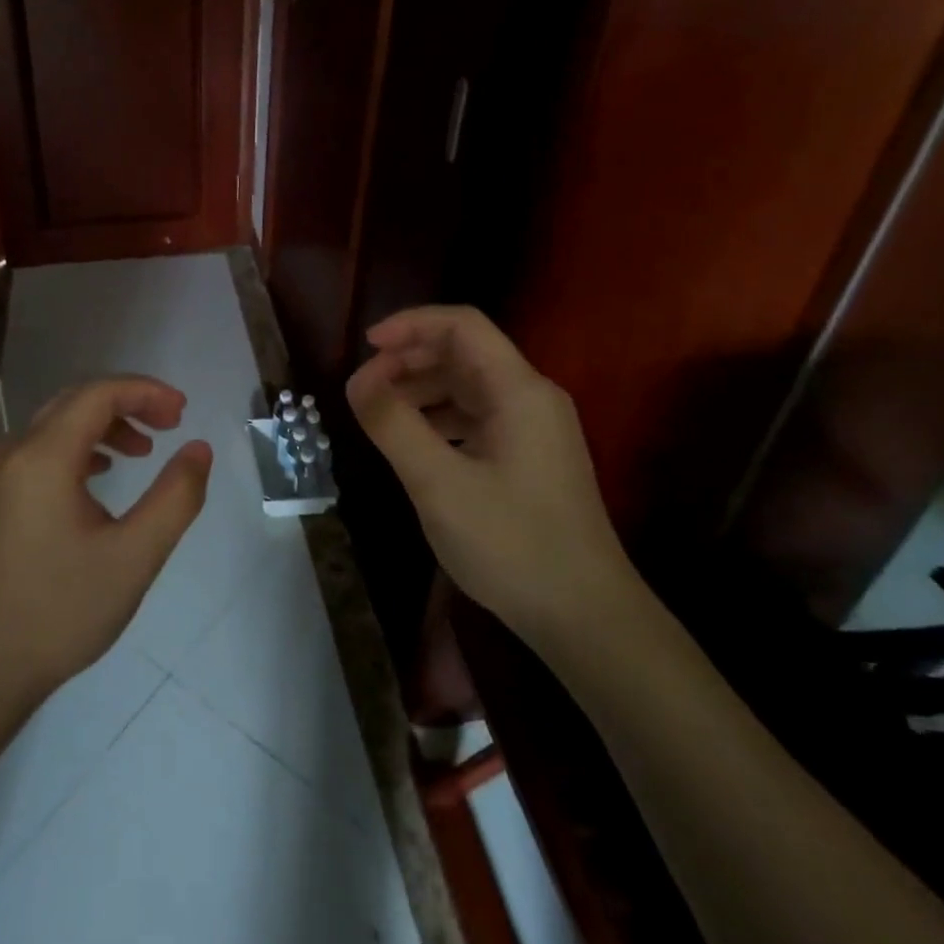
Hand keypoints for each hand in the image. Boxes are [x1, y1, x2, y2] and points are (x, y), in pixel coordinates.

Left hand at [0, 377, 212, 708]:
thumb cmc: (58, 613)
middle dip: (128, 404)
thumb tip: (198, 449)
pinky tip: (97, 478)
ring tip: (142, 452)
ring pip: (54, 426)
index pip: (99, 394)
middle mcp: (11, 453)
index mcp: (42, 456)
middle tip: (170, 425)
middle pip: (75, 402)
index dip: (146, 392)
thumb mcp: (133, 557)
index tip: (183, 411)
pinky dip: (76, 450)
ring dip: (102, 427)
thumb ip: (175, 497)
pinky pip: (37, 452)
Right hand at [344, 305, 636, 647]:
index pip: (462, 325)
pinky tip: (413, 444)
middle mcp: (531, 398)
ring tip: (380, 414)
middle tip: (366, 388)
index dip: (410, 324)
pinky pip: (477, 418)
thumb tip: (357, 379)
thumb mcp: (438, 483)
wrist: (586, 618)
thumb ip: (393, 424)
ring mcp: (534, 429)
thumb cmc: (512, 544)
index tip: (366, 346)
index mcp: (519, 390)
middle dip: (410, 359)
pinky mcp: (529, 457)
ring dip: (421, 389)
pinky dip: (439, 419)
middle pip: (464, 353)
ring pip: (468, 386)